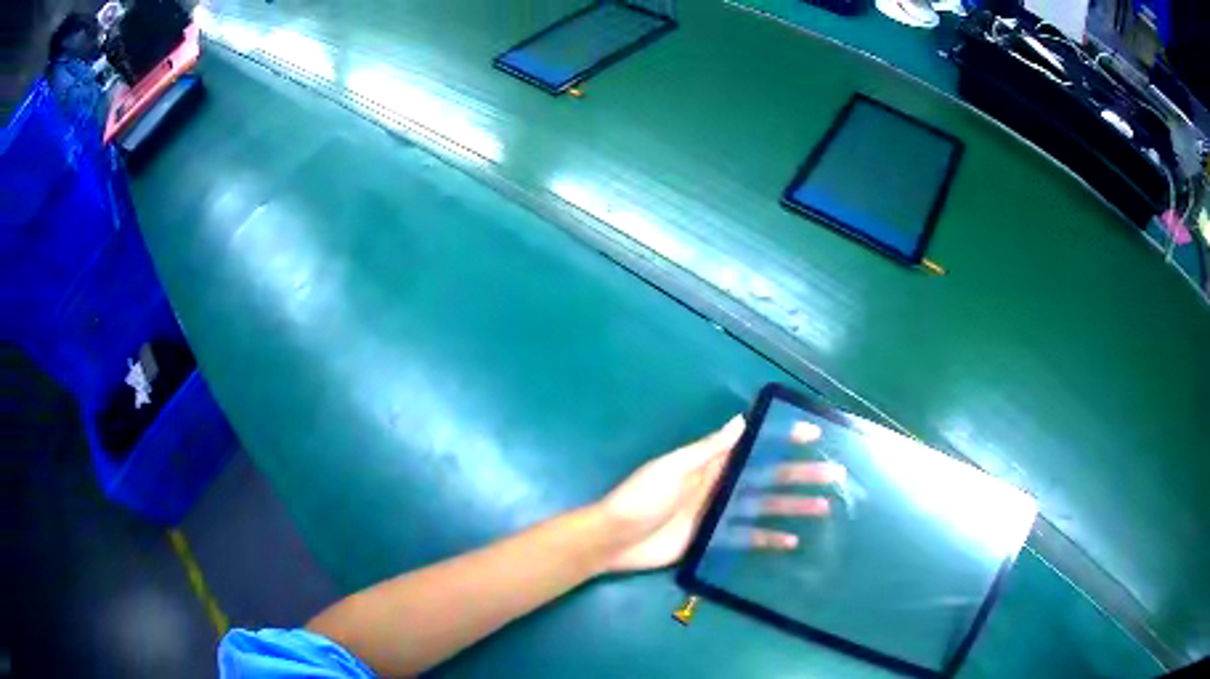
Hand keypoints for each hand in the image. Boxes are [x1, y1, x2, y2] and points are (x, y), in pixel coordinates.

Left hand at [596, 416, 842, 572]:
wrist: (615, 539)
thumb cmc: (642, 498)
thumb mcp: (674, 468)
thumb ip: (709, 449)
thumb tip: (742, 419)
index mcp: (711, 464)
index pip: (755, 447)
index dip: (783, 440)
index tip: (813, 433)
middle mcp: (721, 486)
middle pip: (768, 478)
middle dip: (800, 475)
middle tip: (834, 474)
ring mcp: (719, 514)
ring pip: (765, 507)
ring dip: (793, 506)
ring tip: (824, 506)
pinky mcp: (714, 539)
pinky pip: (747, 537)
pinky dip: (769, 538)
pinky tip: (792, 541)